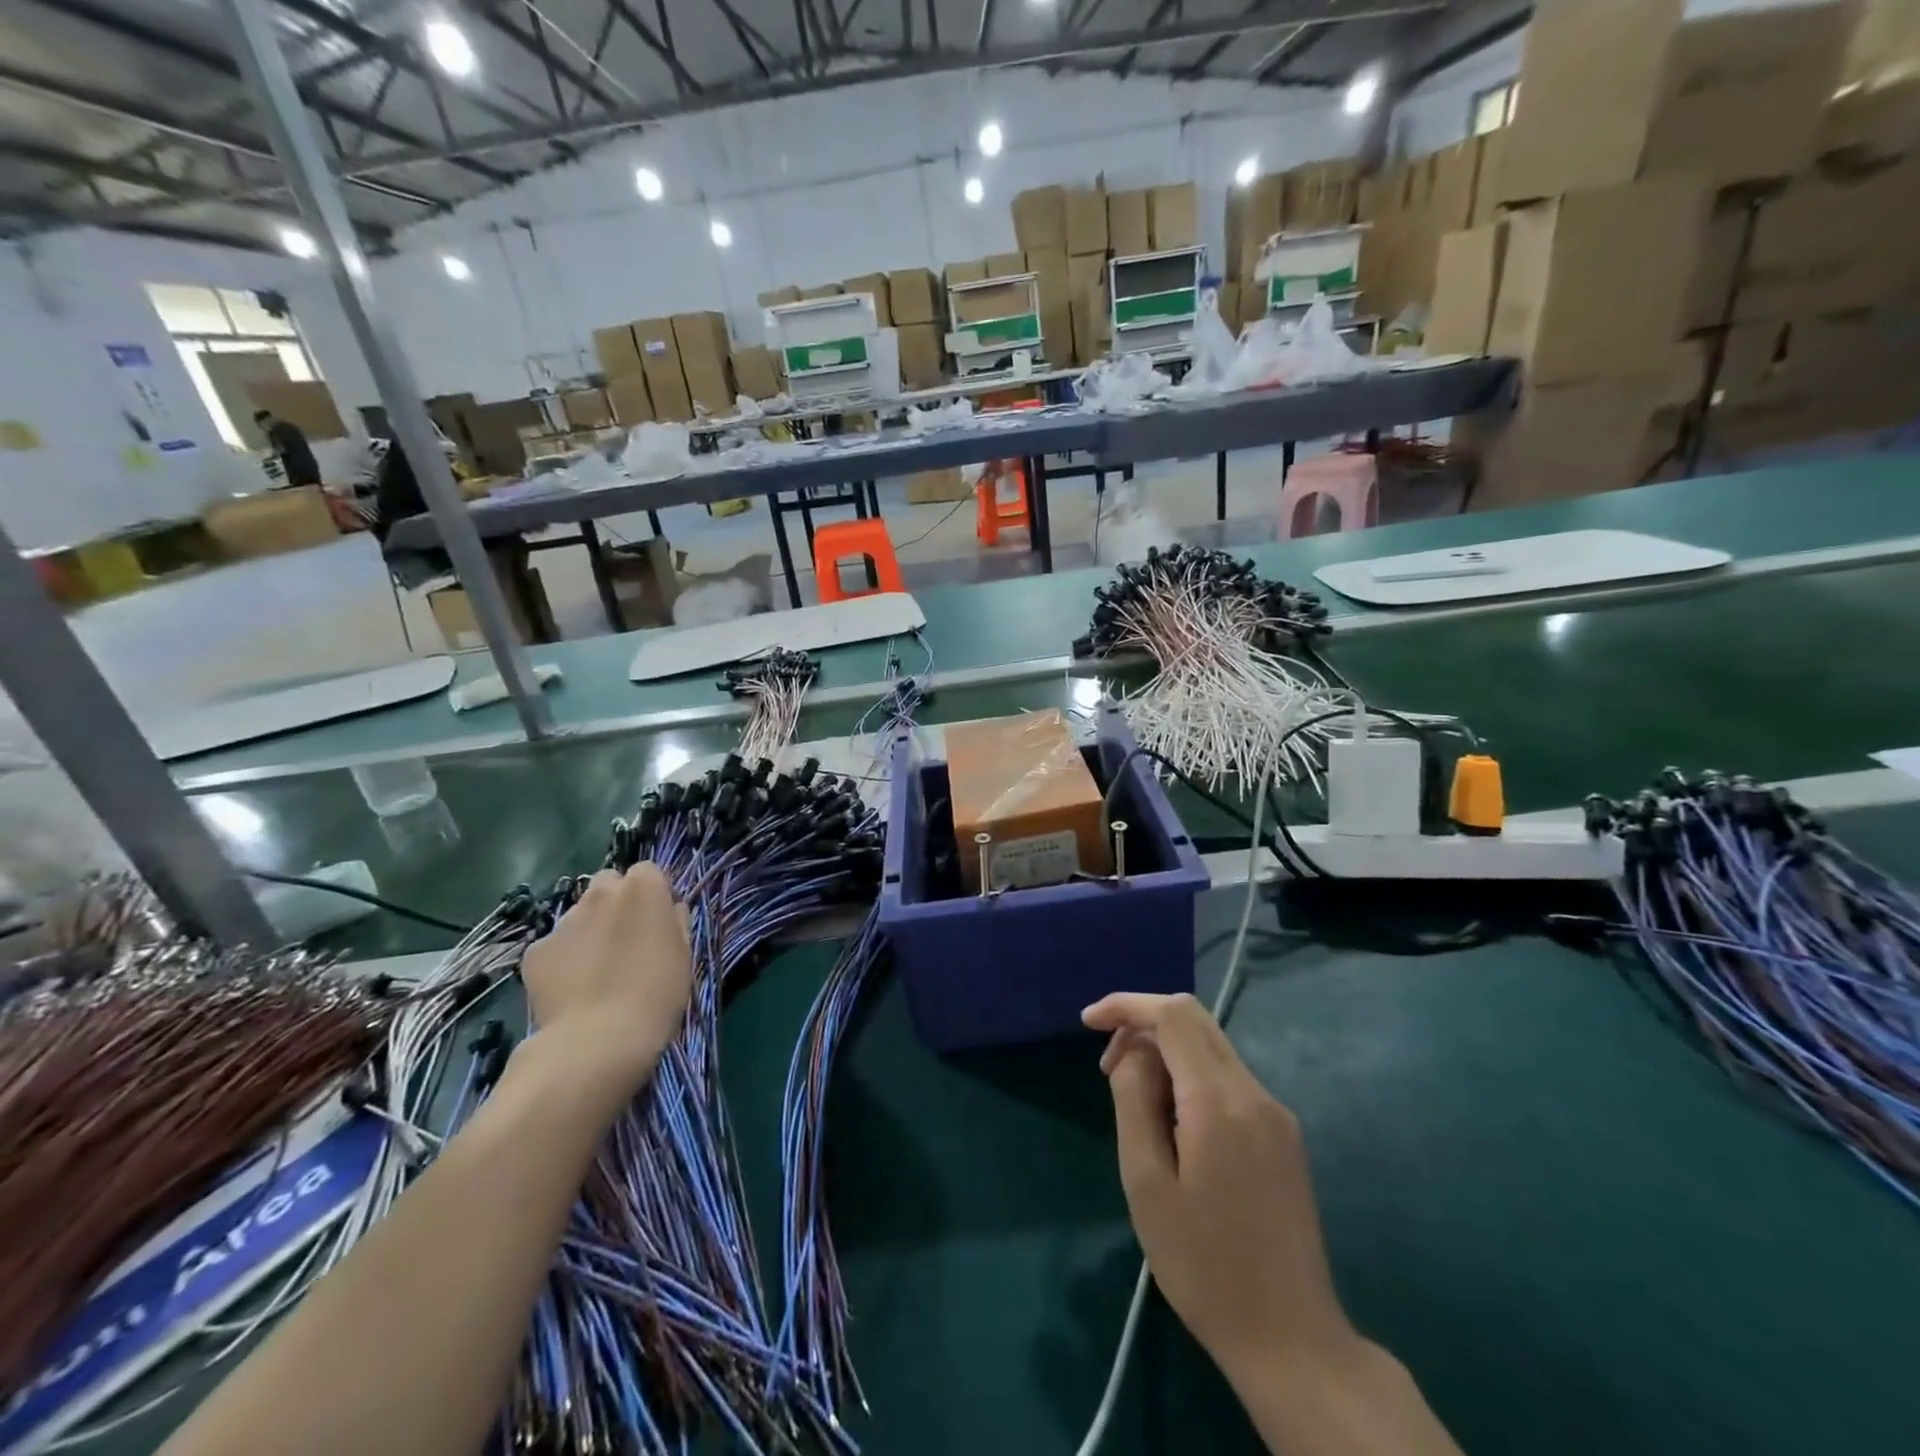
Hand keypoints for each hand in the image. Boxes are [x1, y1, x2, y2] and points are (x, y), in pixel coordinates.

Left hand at [521, 864, 691, 1094]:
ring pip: (579, 914)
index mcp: (643, 888)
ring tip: (597, 971)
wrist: (597, 1041)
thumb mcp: (684, 955)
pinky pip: (555, 946)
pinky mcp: (534, 951)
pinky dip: (563, 960)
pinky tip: (573, 989)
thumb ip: (675, 922)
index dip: (653, 895)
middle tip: (626, 940)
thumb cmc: (656, 994)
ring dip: (590, 930)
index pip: (648, 872)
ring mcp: (563, 921)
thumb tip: (668, 911)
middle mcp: (600, 893)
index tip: (657, 922)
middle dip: (616, 903)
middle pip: (608, 884)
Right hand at [1083, 992, 1353, 1385]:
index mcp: (1219, 1101)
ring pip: (1211, 1048)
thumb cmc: (1204, 1266)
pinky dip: (1190, 1077)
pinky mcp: (1284, 1135)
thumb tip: (1131, 1054)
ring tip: (1134, 1101)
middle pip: (1195, 1020)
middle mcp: (1255, 1093)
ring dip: (1166, 1053)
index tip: (1089, 1022)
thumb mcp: (1146, 1183)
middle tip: (1106, 1066)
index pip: (1173, 1015)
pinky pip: (1228, 1079)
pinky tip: (1172, 1123)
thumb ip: (1133, 1101)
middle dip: (1143, 1025)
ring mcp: (1276, 1113)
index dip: (1127, 1005)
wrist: (1292, 1339)